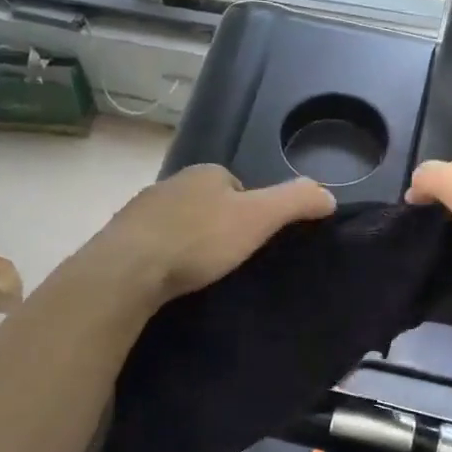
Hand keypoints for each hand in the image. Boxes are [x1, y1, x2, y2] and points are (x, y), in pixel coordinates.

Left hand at [87, 165, 336, 304]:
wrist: (129, 269)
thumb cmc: (199, 240)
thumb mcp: (258, 218)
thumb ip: (295, 202)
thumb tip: (328, 195)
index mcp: (206, 173)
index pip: (237, 186)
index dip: (251, 211)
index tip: (253, 241)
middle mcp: (172, 183)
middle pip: (207, 203)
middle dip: (218, 226)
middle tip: (227, 261)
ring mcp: (143, 209)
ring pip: (179, 222)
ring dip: (189, 241)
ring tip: (199, 273)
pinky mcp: (123, 237)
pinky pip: (154, 243)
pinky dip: (165, 256)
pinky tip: (169, 279)